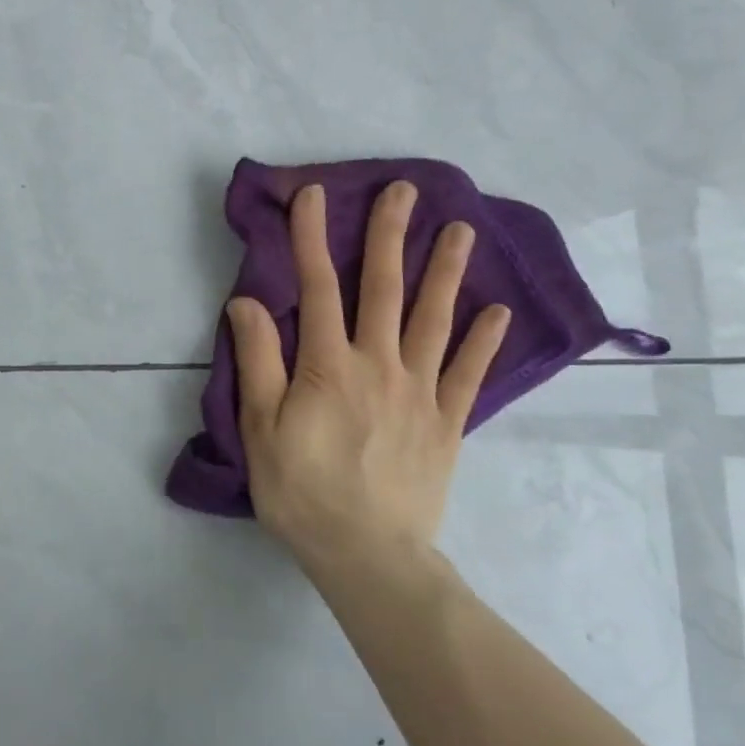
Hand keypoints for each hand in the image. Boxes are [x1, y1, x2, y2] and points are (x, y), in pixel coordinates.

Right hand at [226, 182, 509, 584]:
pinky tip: (497, 313)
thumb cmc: (301, 492)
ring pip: (434, 320)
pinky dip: (483, 342)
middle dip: (389, 235)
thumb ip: (258, 361)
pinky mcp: (447, 423)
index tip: (314, 194)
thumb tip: (248, 301)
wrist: (367, 556)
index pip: (317, 287)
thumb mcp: (260, 429)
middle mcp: (379, 365)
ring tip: (461, 229)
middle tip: (404, 189)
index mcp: (328, 366)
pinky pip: (468, 375)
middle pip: (384, 289)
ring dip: (446, 272)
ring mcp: (420, 392)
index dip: (313, 237)